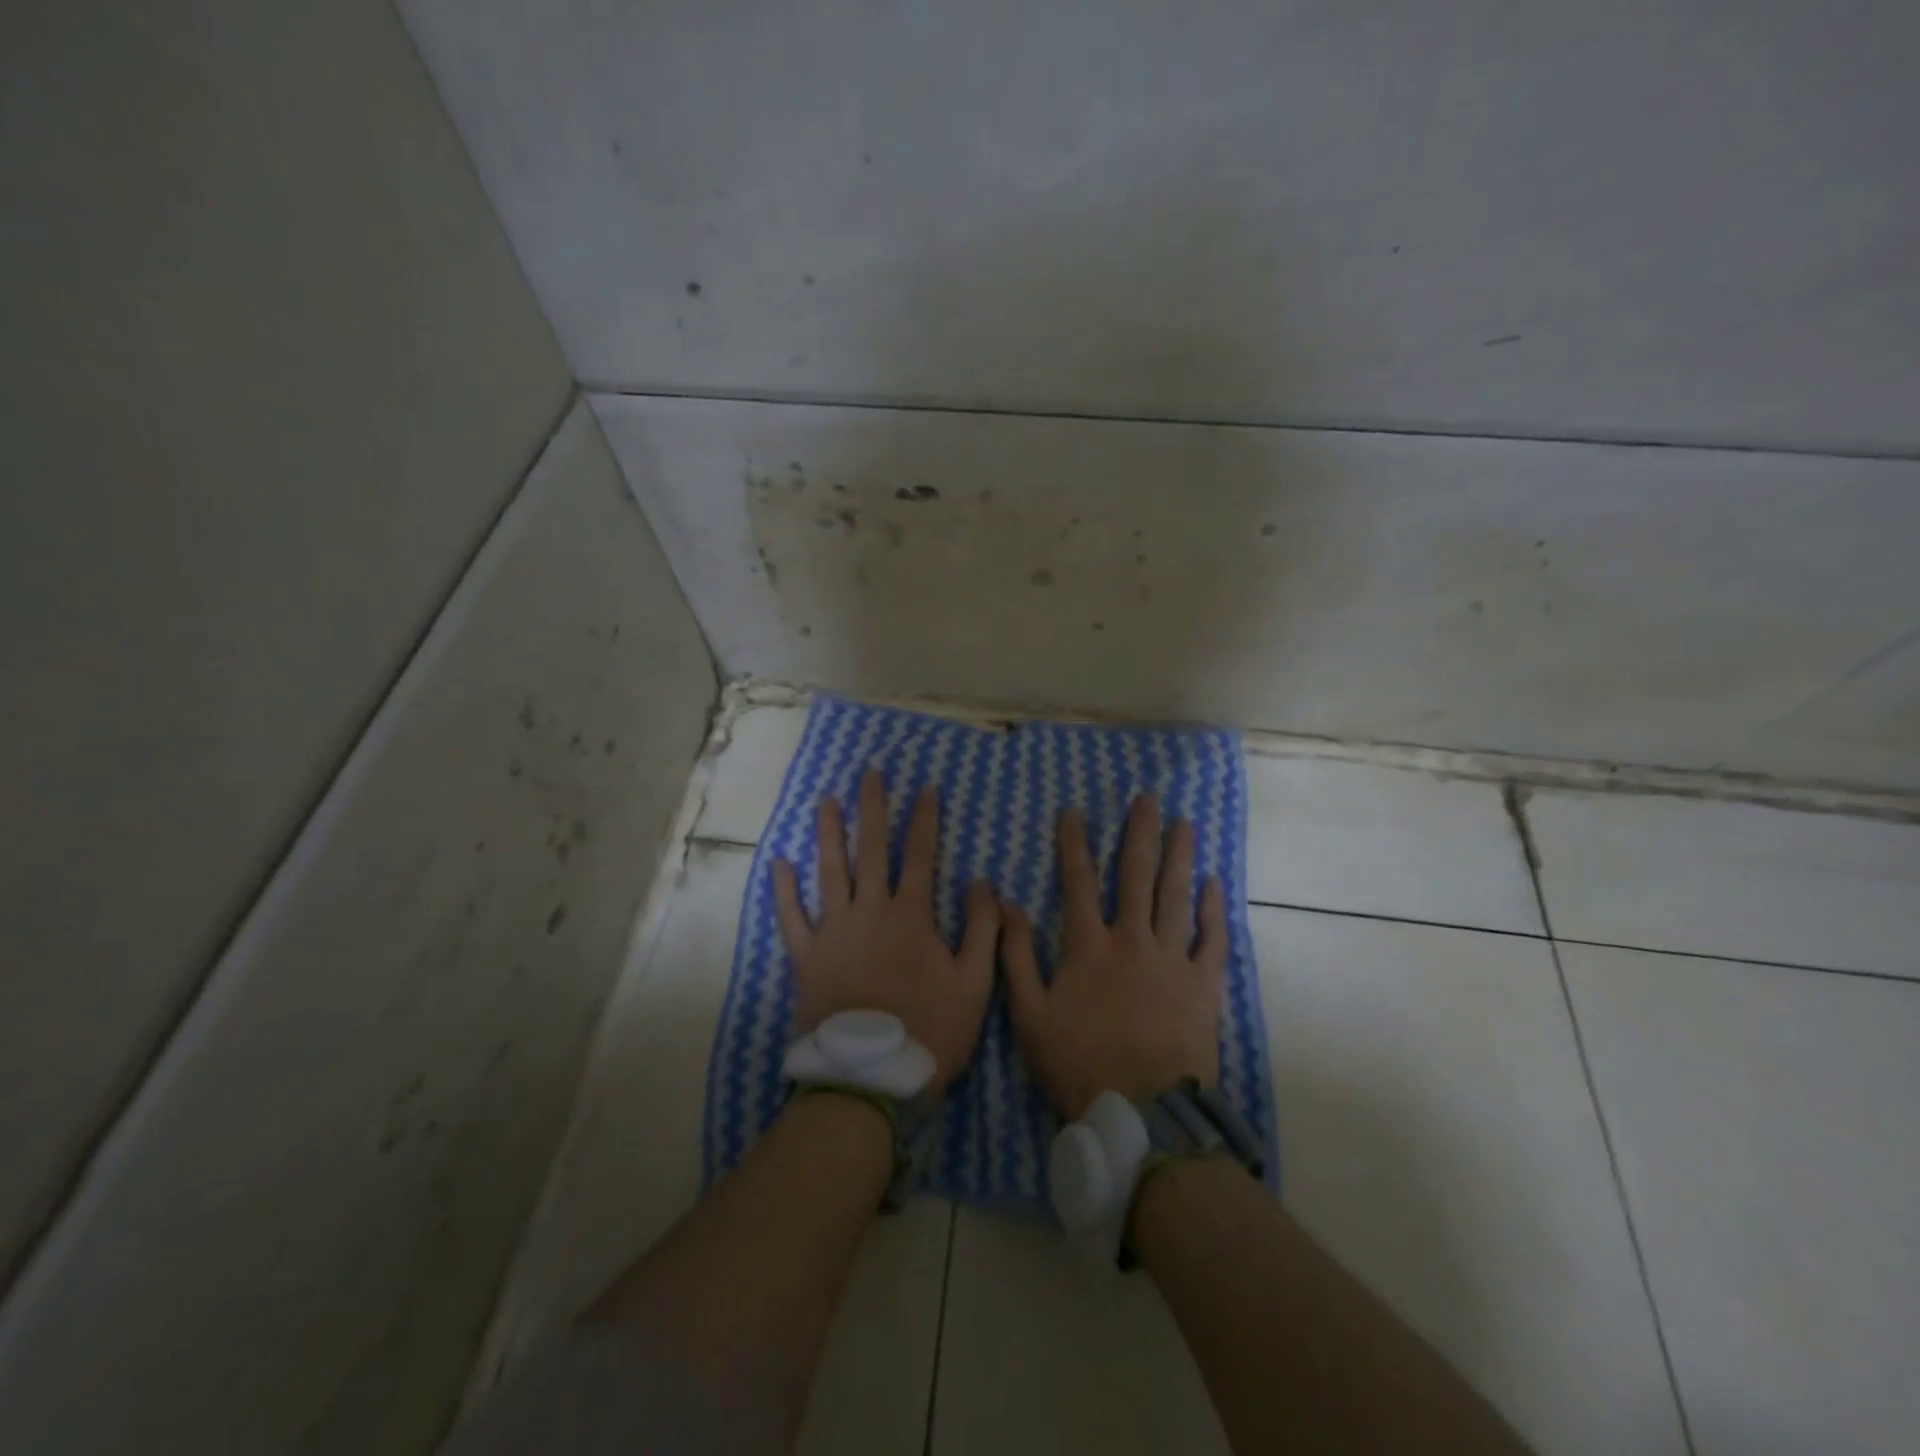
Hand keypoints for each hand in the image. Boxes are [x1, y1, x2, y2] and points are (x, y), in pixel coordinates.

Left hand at [773, 770, 1000, 1092]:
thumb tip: (984, 882)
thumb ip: (983, 931)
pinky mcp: (806, 957)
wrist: (870, 1079)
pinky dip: (783, 890)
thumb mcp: (975, 985)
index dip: (924, 819)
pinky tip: (777, 862)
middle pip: (870, 850)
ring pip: (829, 872)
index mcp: (911, 916)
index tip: (925, 787)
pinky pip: (791, 917)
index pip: (920, 855)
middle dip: (872, 808)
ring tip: (826, 801)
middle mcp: (870, 912)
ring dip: (828, 834)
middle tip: (870, 774)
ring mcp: (833, 932)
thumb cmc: (929, 1031)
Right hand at [1003, 793, 1227, 1120]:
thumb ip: (1016, 956)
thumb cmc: (1079, 1065)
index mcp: (1088, 946)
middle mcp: (1132, 939)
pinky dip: (1214, 909)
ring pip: (1176, 895)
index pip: (1078, 881)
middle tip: (1147, 798)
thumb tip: (1007, 903)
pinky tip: (1215, 882)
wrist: (1142, 1114)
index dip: (1074, 843)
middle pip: (1135, 875)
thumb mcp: (1029, 1015)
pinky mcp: (1203, 984)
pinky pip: (1212, 938)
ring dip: (1180, 855)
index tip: (1074, 810)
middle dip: (1139, 832)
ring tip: (1185, 821)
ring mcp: (1172, 959)